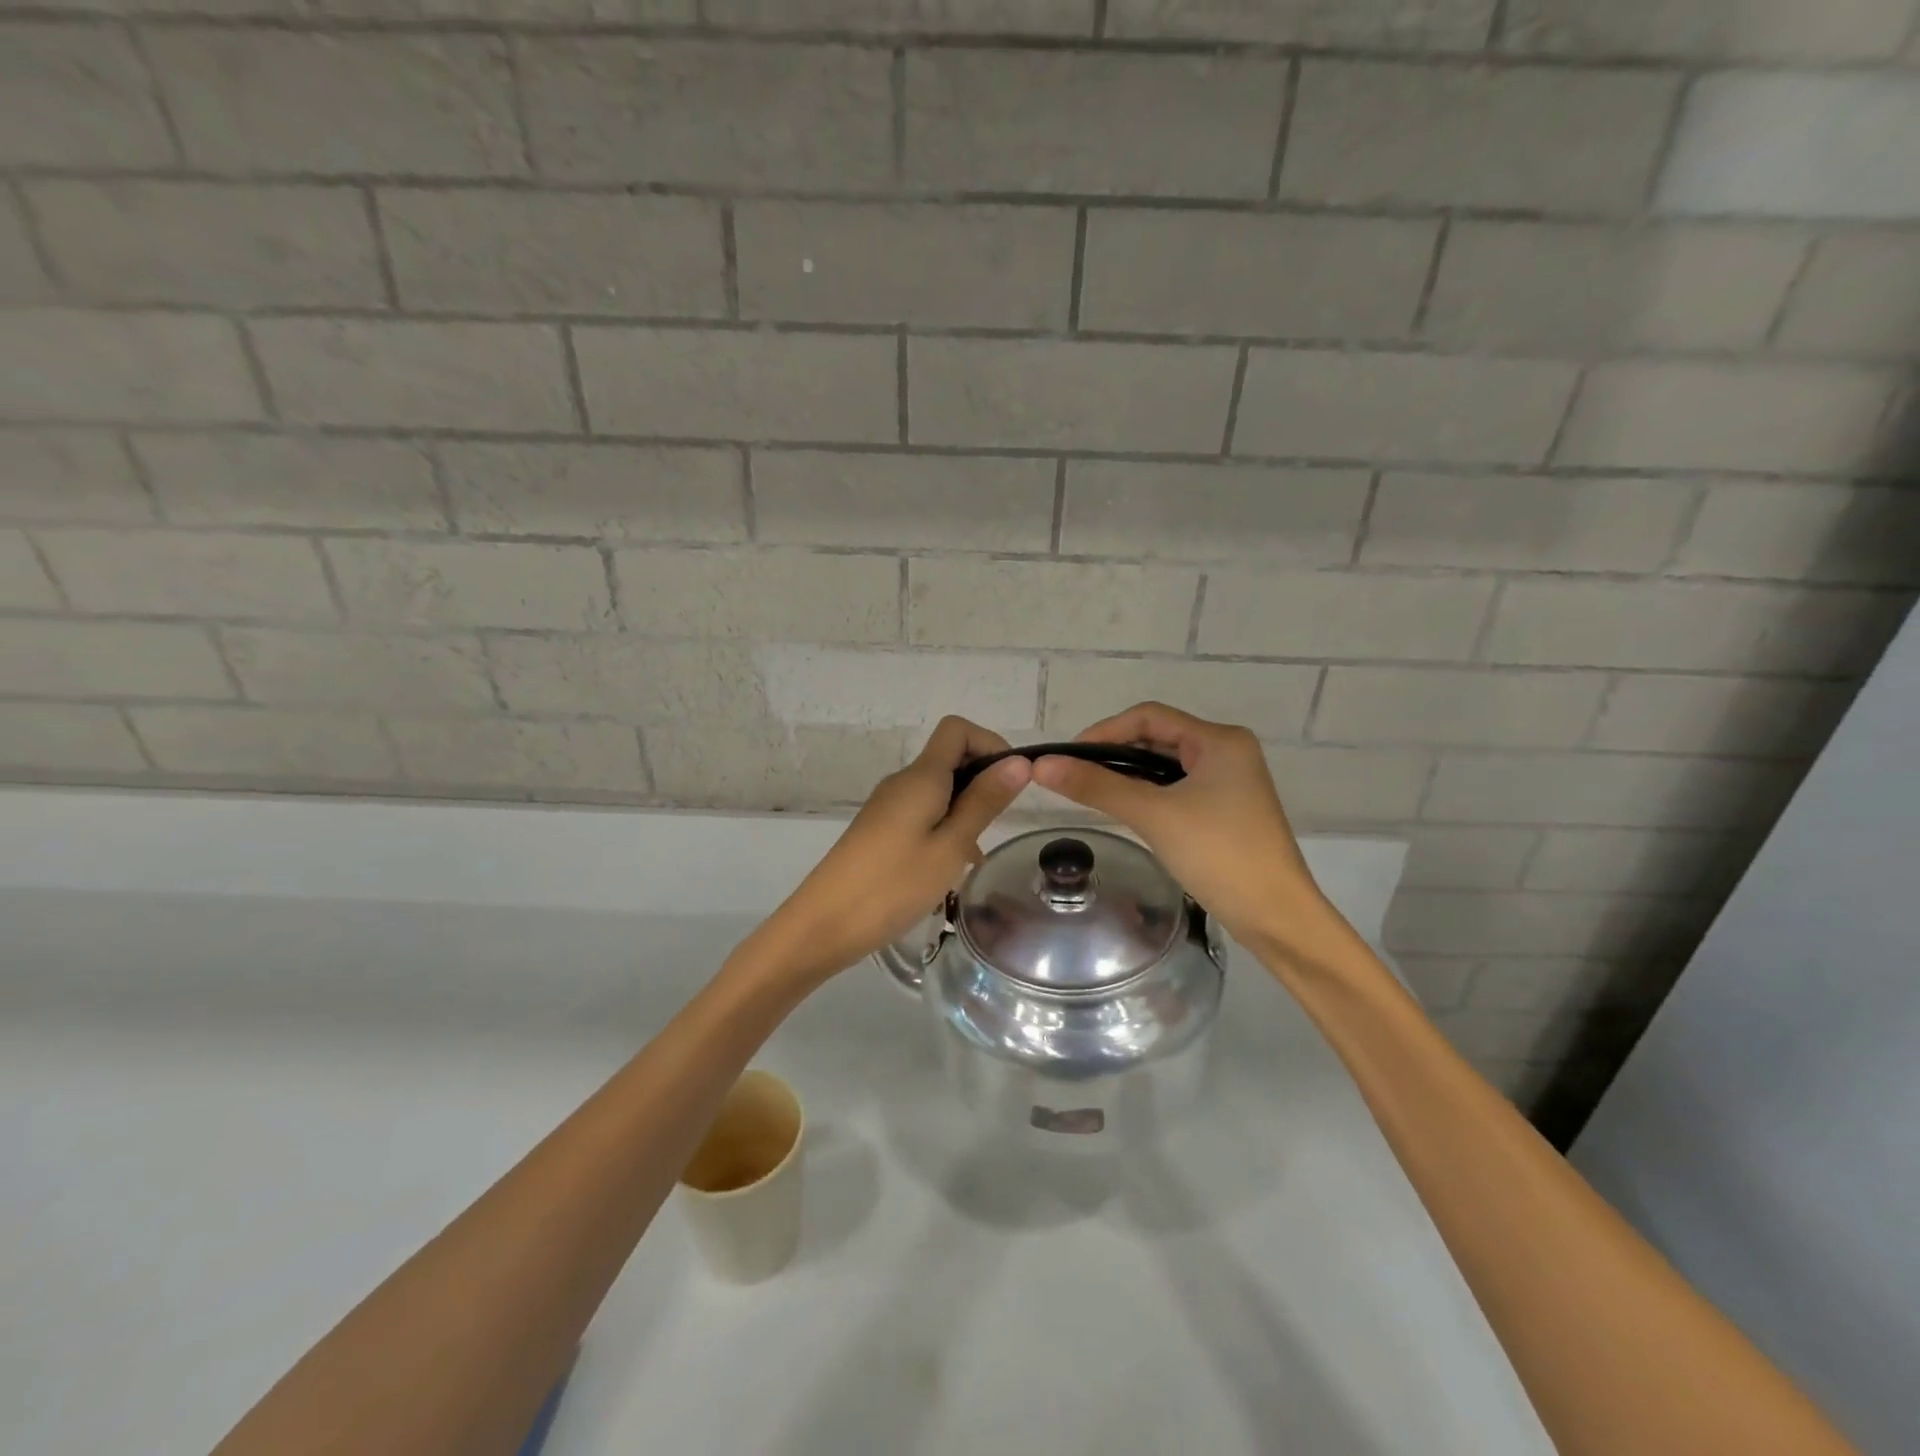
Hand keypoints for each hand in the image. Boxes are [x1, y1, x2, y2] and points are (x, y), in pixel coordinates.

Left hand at [759, 716, 1030, 986]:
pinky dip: (945, 827)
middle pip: (950, 758)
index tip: (1012, 782)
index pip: (957, 729)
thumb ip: (984, 802)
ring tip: (975, 856)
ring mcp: (888, 806)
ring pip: (938, 790)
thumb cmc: (893, 885)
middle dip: (982, 781)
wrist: (823, 924)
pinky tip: (951, 867)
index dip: (990, 744)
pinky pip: (922, 813)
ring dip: (965, 810)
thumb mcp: (950, 846)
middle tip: (997, 825)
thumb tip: (1019, 762)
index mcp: (921, 777)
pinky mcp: (880, 830)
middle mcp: (903, 782)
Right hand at [1031, 702, 1328, 947]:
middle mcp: (1227, 752)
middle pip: (1157, 737)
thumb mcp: (1153, 815)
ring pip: (1166, 765)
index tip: (1068, 757)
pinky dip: (1148, 794)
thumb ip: (1097, 786)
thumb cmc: (1219, 854)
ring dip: (1129, 774)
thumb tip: (1042, 765)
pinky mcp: (1226, 810)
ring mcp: (1230, 782)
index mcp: (1219, 740)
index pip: (1149, 716)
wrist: (1276, 917)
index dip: (1104, 731)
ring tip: (1092, 791)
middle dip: (1114, 752)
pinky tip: (1125, 810)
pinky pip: (1177, 789)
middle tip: (1075, 775)